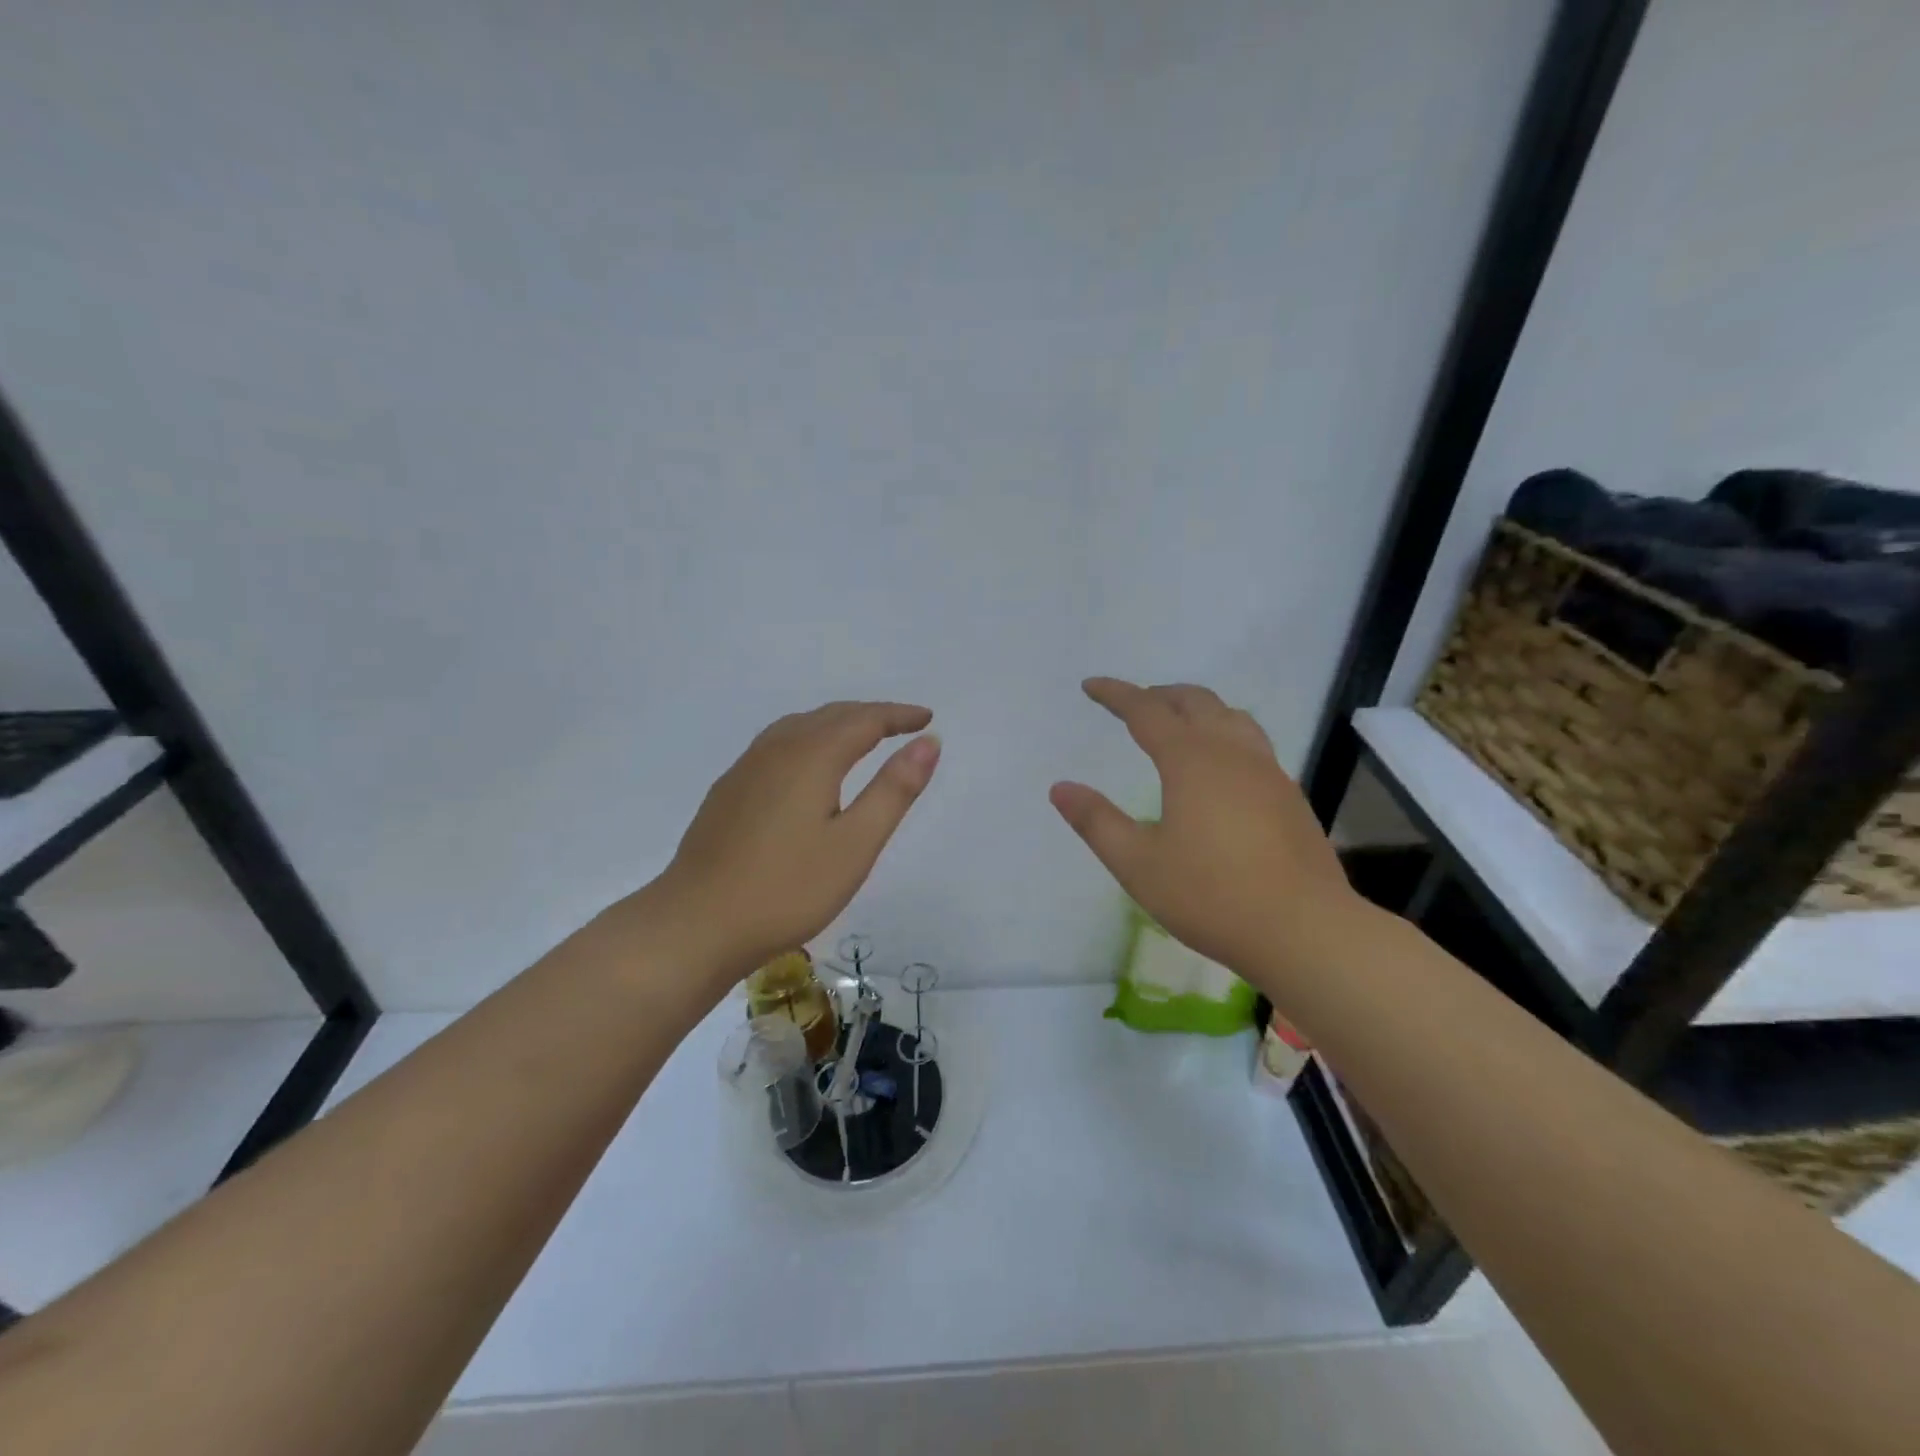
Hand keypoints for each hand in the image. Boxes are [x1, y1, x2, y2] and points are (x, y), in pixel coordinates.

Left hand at [646, 701, 940, 978]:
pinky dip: (809, 740)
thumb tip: (928, 743)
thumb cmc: (787, 889)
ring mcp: (746, 769)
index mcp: (811, 756)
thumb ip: (893, 790)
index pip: (864, 720)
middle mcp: (776, 749)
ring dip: (837, 724)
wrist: (695, 924)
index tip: (926, 718)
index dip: (898, 715)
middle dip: (870, 715)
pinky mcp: (728, 791)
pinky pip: (778, 745)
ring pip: (799, 727)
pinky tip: (808, 767)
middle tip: (902, 726)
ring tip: (862, 738)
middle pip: (830, 716)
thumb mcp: (855, 845)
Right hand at [1050, 678, 1361, 987]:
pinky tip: (1219, 767)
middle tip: (1132, 704)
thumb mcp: (1138, 864)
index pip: (1146, 711)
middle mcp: (1232, 753)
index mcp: (1191, 761)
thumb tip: (1060, 788)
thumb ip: (1096, 822)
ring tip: (1177, 724)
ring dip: (1198, 709)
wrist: (1304, 930)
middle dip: (1159, 694)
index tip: (1091, 686)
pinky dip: (1224, 733)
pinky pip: (1252, 742)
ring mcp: (1268, 772)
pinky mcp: (1289, 795)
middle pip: (1195, 701)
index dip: (1116, 695)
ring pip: (1231, 717)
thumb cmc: (1211, 895)